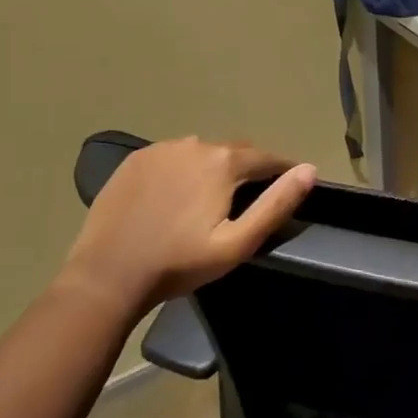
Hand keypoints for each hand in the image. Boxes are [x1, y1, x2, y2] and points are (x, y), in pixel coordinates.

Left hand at [59, 138, 315, 315]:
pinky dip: (183, 170)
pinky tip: (177, 195)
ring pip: (202, 153)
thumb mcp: (237, 243)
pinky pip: (172, 157)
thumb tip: (309, 170)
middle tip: (251, 197)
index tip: (292, 182)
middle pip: (234, 151)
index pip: (266, 158)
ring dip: (214, 168)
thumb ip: (276, 204)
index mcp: (224, 161)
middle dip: (249, 169)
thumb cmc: (179, 263)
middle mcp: (195, 144)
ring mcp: (161, 149)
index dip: (282, 170)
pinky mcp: (135, 160)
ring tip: (214, 198)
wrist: (108, 274)